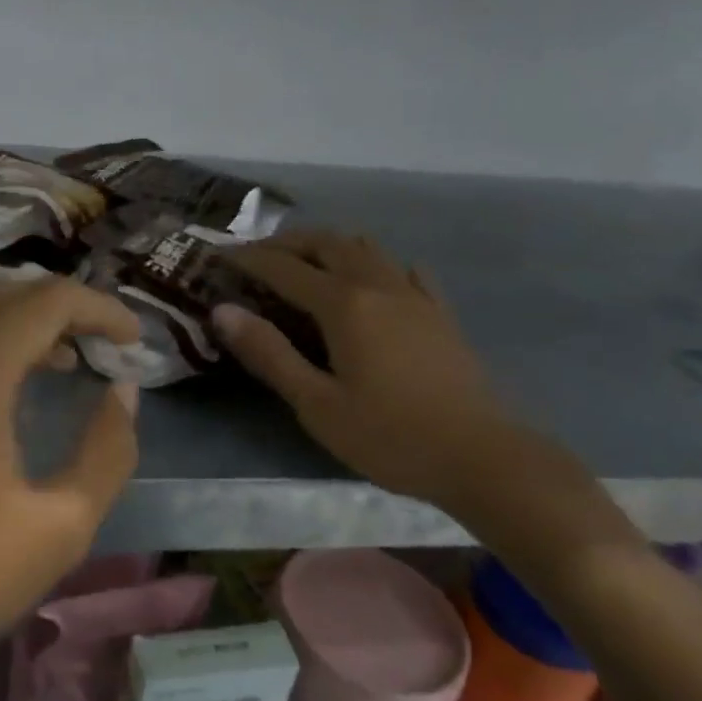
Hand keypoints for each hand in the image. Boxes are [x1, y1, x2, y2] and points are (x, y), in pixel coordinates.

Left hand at [0, 278, 142, 687]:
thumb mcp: (61, 524)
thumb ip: (107, 450)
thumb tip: (123, 391)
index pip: (48, 300)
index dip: (100, 309)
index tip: (136, 340)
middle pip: (8, 296)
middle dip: (65, 310)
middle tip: (108, 346)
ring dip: (25, 325)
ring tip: (68, 361)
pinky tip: (9, 388)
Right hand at [217, 230, 530, 507]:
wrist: (482, 457)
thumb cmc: (389, 436)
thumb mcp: (316, 403)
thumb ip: (269, 353)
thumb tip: (223, 311)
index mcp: (345, 305)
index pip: (284, 268)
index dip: (248, 259)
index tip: (219, 257)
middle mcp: (379, 285)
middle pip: (327, 243)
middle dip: (287, 243)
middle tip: (257, 257)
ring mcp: (415, 296)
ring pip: (366, 248)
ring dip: (329, 245)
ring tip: (304, 263)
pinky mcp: (439, 314)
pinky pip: (403, 270)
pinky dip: (374, 264)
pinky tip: (372, 282)